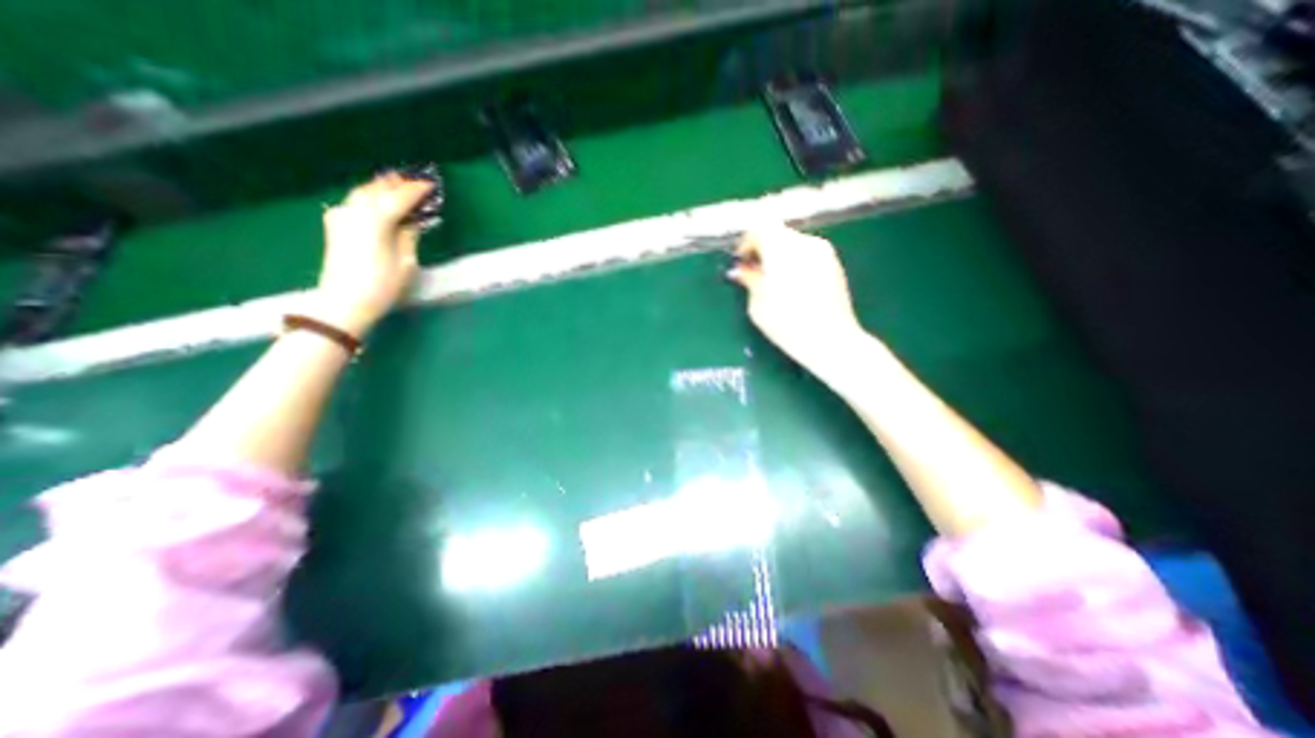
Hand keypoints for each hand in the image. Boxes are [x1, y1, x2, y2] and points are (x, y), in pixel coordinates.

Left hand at [312, 172, 433, 337]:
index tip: (430, 184)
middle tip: (414, 180)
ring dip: (380, 186)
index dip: (415, 190)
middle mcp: (355, 211)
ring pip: (362, 192)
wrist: (344, 301)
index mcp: (376, 220)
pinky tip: (376, 199)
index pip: (398, 197)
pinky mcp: (335, 225)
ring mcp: (341, 216)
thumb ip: (408, 235)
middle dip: (396, 183)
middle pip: (377, 189)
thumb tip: (412, 221)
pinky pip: (354, 201)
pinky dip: (369, 196)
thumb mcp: (405, 262)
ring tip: (396, 183)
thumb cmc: (382, 285)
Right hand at [725, 221, 869, 375]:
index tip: (741, 262)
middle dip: (764, 250)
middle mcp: (804, 242)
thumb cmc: (786, 322)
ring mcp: (823, 252)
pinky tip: (794, 288)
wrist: (829, 339)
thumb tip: (742, 270)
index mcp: (781, 248)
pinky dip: (796, 264)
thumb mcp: (757, 303)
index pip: (759, 228)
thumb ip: (749, 280)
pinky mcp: (835, 265)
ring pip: (794, 244)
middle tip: (755, 273)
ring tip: (774, 283)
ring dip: (780, 257)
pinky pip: (808, 255)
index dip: (746, 243)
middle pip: (778, 234)